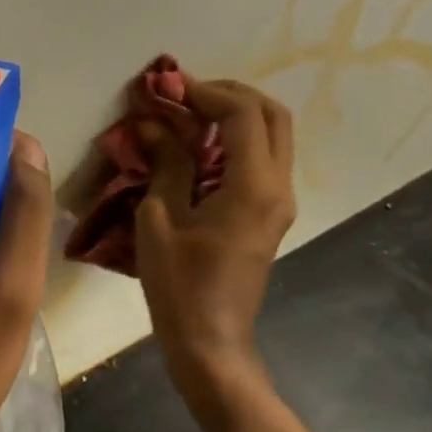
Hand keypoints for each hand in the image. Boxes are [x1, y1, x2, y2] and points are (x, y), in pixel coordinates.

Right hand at [134, 77, 296, 412]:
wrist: (211, 344)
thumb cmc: (180, 286)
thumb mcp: (160, 219)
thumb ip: (164, 163)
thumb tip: (152, 122)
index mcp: (253, 186)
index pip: (242, 113)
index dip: (205, 92)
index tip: (168, 87)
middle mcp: (277, 186)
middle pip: (272, 114)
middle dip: (230, 93)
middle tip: (186, 93)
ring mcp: (279, 200)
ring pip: (273, 134)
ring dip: (235, 114)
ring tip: (189, 112)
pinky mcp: (271, 212)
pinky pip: (263, 157)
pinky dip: (237, 138)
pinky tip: (200, 144)